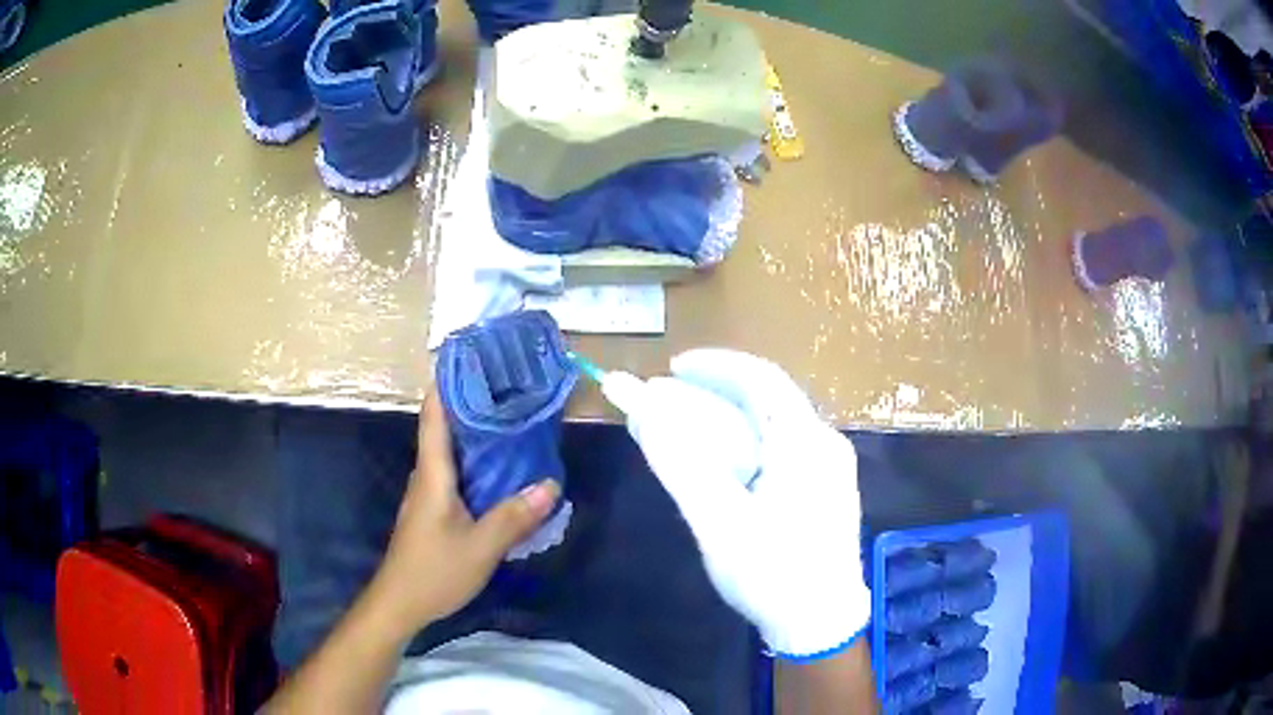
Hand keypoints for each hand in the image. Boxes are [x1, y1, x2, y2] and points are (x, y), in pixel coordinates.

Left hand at [370, 389, 560, 633]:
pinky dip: (478, 462)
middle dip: (474, 404)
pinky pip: (457, 474)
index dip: (449, 383)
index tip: (474, 358)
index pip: (435, 415)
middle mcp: (428, 475)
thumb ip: (514, 517)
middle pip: (446, 428)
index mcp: (433, 474)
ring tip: (512, 421)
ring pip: (453, 452)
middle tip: (510, 388)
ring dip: (477, 434)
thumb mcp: (481, 547)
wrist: (400, 603)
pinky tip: (502, 471)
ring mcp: (429, 493)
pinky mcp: (435, 510)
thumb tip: (550, 484)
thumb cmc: (434, 571)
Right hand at [625, 349, 869, 658]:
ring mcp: (829, 467)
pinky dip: (745, 445)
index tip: (673, 368)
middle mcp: (824, 443)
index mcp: (805, 442)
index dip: (715, 366)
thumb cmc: (772, 573)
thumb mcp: (719, 522)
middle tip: (670, 398)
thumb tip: (645, 410)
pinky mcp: (825, 489)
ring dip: (727, 420)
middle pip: (767, 399)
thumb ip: (680, 463)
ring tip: (686, 428)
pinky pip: (781, 449)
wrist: (822, 624)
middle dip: (715, 393)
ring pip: (773, 425)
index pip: (761, 378)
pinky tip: (721, 463)